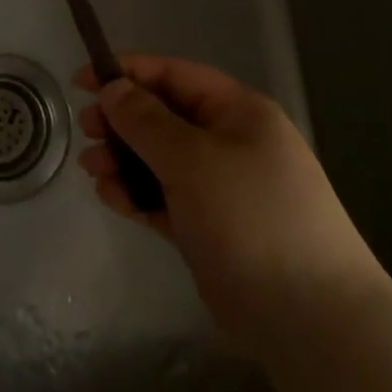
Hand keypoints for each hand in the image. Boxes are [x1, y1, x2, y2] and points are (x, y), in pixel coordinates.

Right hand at [75, 55, 383, 358]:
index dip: (127, 72)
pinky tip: (111, 197)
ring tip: (93, 171)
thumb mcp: (193, 159)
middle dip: (122, 121)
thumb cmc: (251, 217)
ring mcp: (220, 187)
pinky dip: (137, 194)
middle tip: (86, 131)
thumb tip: (112, 88)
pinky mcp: (209, 227)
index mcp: (238, 112)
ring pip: (160, 159)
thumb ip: (146, 121)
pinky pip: (164, 197)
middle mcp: (230, 142)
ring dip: (123, 160)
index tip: (81, 81)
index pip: (175, 75)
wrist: (310, 319)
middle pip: (164, 117)